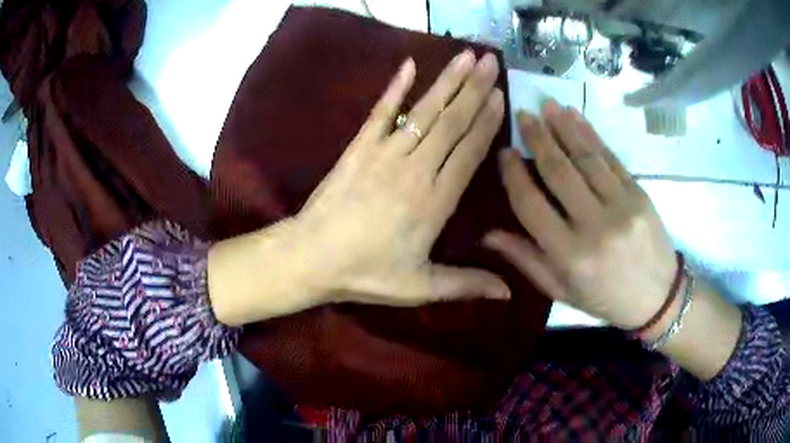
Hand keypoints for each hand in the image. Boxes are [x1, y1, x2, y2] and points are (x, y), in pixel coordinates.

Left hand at [209, 51, 508, 325]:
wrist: (310, 258)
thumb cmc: (366, 274)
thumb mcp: (420, 287)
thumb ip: (466, 284)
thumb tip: (509, 293)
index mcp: (435, 202)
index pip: (469, 152)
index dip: (487, 122)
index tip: (501, 96)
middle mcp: (415, 169)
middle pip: (451, 123)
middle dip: (475, 89)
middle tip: (492, 60)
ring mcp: (384, 153)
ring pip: (424, 111)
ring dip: (447, 82)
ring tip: (466, 56)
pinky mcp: (358, 147)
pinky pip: (380, 112)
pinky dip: (394, 87)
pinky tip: (409, 65)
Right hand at [484, 101, 676, 329]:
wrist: (658, 297)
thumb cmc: (605, 298)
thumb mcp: (562, 291)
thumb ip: (526, 260)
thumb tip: (487, 234)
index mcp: (570, 256)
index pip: (531, 205)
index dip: (514, 175)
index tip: (505, 153)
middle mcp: (594, 227)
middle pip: (559, 172)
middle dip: (538, 139)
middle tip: (523, 114)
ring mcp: (621, 206)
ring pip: (586, 157)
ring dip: (564, 127)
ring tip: (546, 105)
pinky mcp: (639, 194)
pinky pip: (611, 158)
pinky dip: (591, 134)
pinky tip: (576, 116)